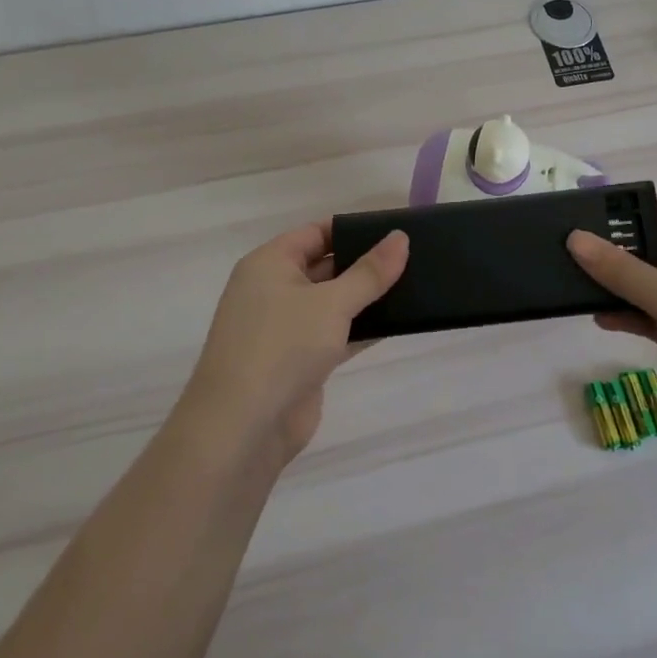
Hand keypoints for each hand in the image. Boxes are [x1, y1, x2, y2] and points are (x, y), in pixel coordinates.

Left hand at [181, 222, 408, 467]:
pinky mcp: (299, 362)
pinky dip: (361, 329)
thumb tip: (400, 237)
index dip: (352, 230)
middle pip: (325, 266)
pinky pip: (335, 334)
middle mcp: (272, 290)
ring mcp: (285, 328)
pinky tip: (397, 323)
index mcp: (269, 264)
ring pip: (332, 303)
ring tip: (414, 286)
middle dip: (364, 263)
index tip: (393, 231)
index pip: (315, 233)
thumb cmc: (282, 346)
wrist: (243, 427)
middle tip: (413, 257)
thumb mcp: (332, 302)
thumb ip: (370, 272)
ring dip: (366, 298)